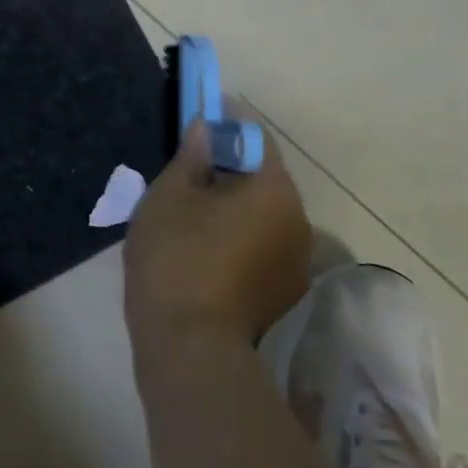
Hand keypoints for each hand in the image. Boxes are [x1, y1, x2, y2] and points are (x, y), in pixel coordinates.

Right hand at [124, 117, 312, 355]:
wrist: (189, 345)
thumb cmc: (176, 257)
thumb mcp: (169, 196)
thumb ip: (191, 156)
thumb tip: (205, 127)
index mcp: (273, 189)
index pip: (255, 138)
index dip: (226, 124)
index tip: (198, 121)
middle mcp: (298, 220)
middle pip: (262, 180)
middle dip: (228, 170)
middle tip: (186, 174)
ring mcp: (295, 261)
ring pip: (262, 217)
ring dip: (233, 208)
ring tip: (191, 218)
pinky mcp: (283, 292)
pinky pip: (260, 248)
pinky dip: (237, 240)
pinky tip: (203, 253)